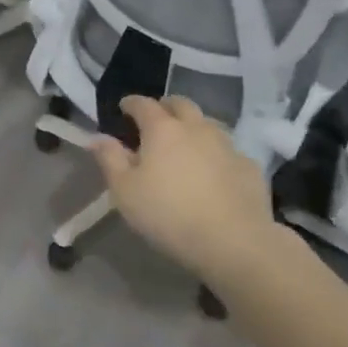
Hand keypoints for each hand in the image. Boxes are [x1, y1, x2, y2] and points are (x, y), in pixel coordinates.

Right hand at [90, 95, 277, 281]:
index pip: (143, 104)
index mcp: (162, 129)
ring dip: (193, 127)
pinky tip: (214, 172)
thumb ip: (109, 159)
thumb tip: (97, 137)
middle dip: (165, 107)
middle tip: (156, 120)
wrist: (235, 243)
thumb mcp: (125, 191)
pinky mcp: (249, 167)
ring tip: (185, 145)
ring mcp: (227, 145)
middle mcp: (196, 127)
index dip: (131, 103)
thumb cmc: (169, 215)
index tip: (124, 108)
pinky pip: (228, 151)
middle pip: (180, 104)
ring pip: (207, 124)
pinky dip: (216, 154)